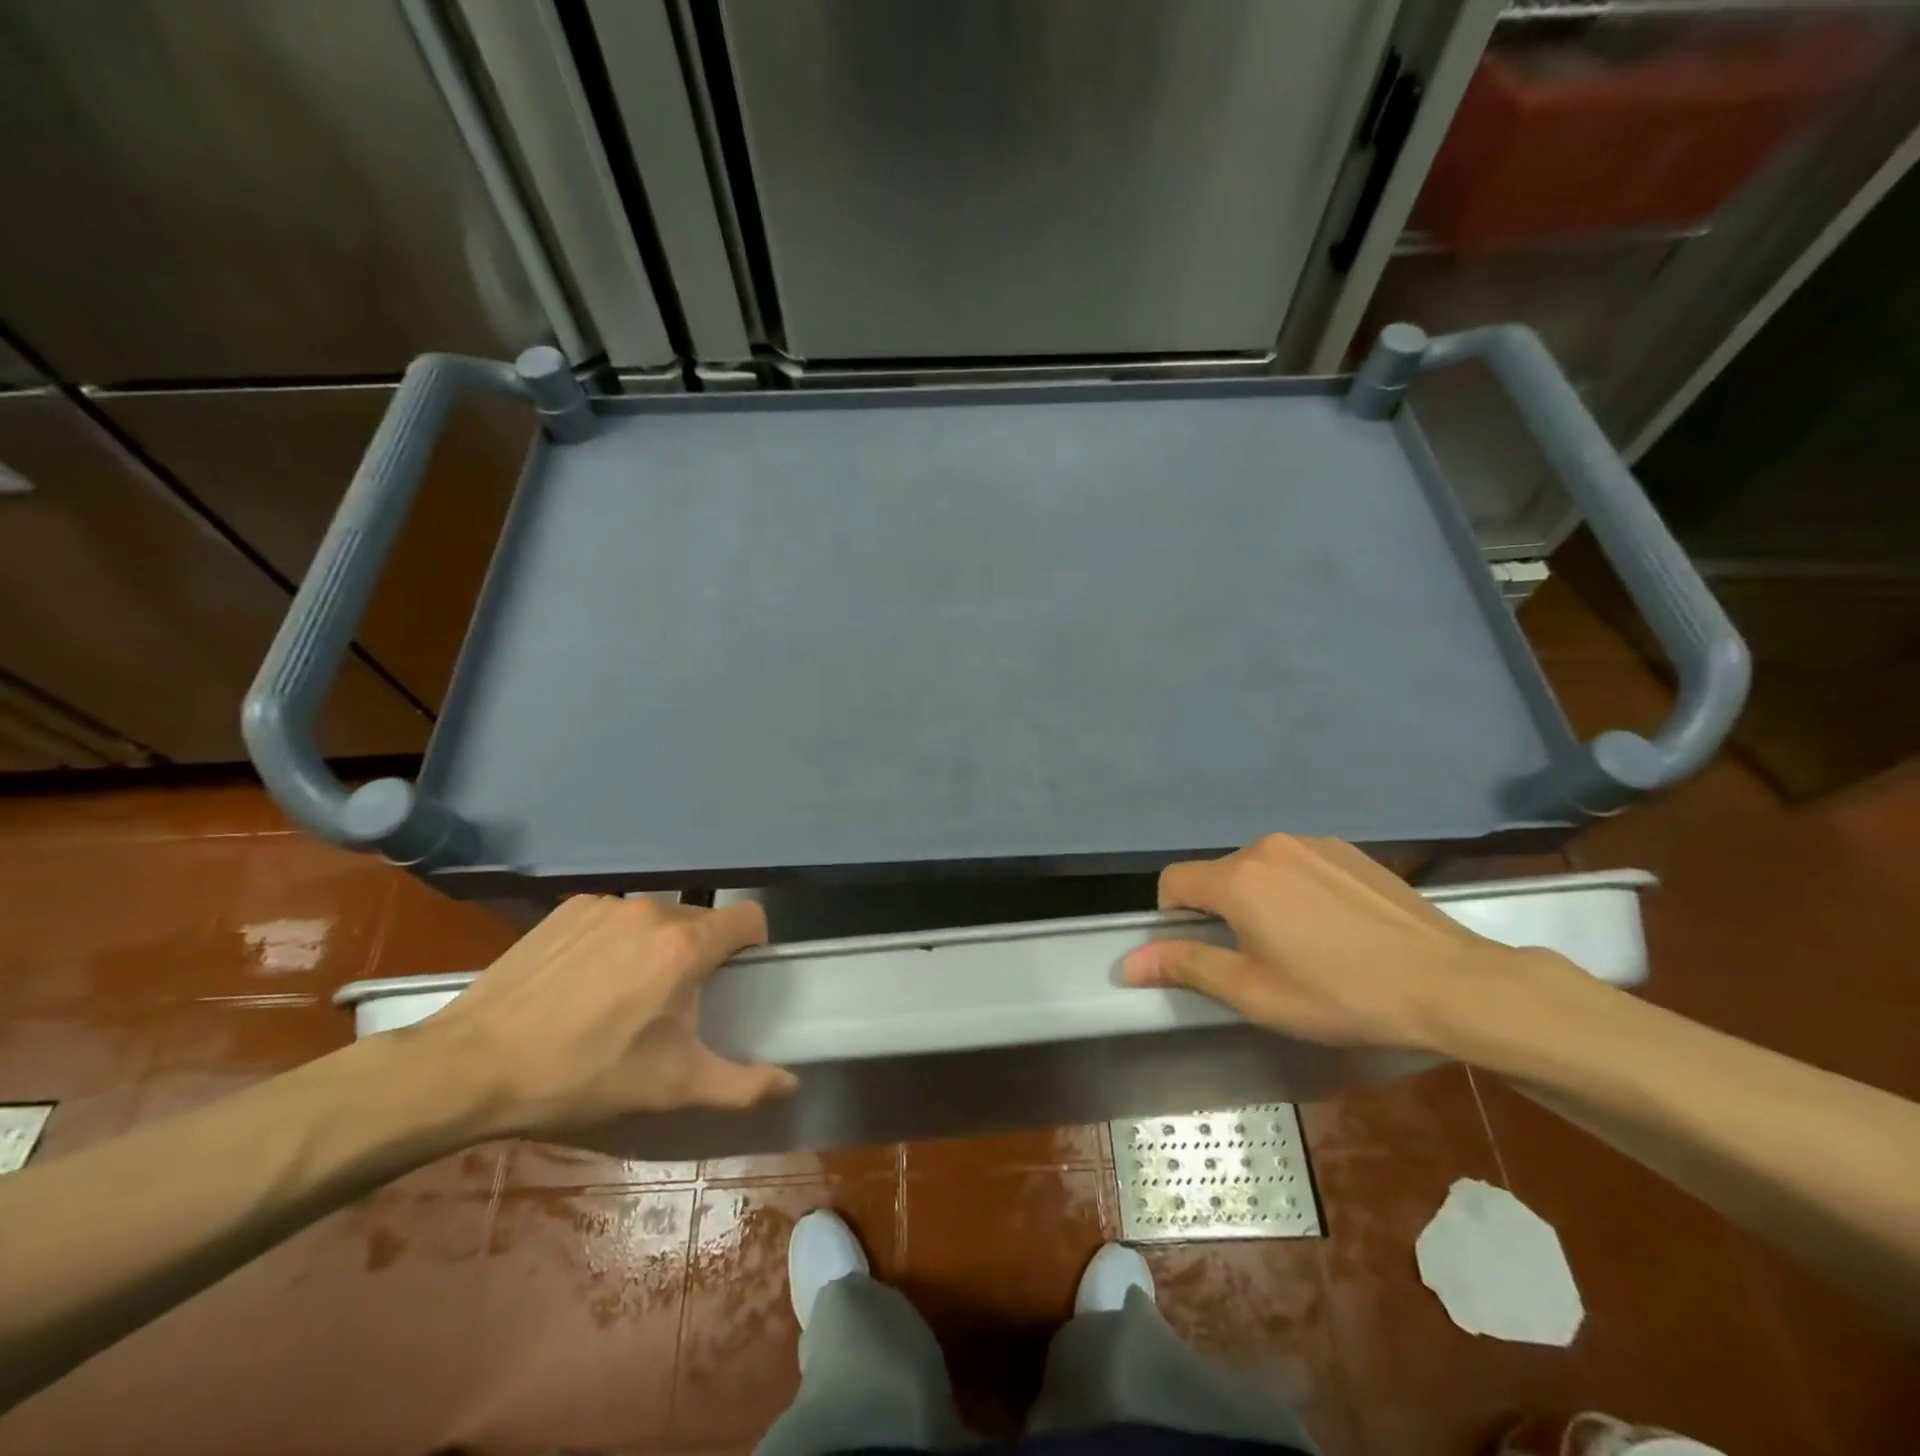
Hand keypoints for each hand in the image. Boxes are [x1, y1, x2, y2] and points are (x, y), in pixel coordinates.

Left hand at [412, 895, 796, 1135]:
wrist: (470, 1066)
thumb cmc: (583, 1075)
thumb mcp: (670, 1088)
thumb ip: (741, 1084)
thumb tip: (791, 1083)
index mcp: (685, 945)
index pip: (749, 918)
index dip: (752, 946)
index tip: (733, 980)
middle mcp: (652, 911)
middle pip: (701, 923)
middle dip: (699, 956)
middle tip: (672, 1006)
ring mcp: (606, 905)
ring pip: (656, 919)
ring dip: (656, 948)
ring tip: (622, 996)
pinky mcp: (568, 909)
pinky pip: (614, 918)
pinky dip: (614, 941)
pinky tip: (582, 983)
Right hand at [1121, 834, 1547, 1051]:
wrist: (1449, 983)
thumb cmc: (1340, 994)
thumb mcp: (1255, 993)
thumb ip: (1187, 966)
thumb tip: (1127, 963)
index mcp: (1238, 878)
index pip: (1173, 882)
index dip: (1174, 919)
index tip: (1207, 953)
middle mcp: (1268, 846)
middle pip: (1217, 874)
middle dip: (1221, 912)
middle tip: (1259, 959)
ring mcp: (1312, 843)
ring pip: (1258, 869)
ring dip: (1259, 899)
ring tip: (1302, 944)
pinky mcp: (1347, 850)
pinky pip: (1297, 864)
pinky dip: (1296, 889)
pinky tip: (1335, 927)